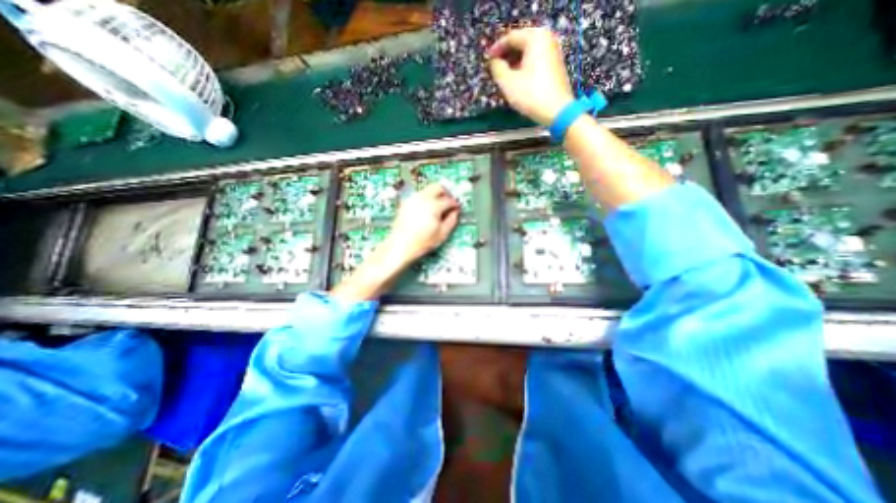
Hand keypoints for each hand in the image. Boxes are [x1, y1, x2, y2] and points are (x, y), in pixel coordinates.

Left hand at [330, 185, 461, 302]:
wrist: (400, 246)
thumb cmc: (420, 243)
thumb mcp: (441, 234)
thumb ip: (451, 221)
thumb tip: (455, 213)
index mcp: (433, 206)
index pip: (449, 200)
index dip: (455, 205)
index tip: (456, 209)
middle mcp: (422, 198)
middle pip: (438, 187)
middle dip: (446, 193)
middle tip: (449, 203)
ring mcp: (413, 199)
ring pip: (428, 189)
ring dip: (436, 195)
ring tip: (438, 208)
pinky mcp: (406, 203)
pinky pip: (419, 195)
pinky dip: (426, 198)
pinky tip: (427, 210)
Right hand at [489, 28, 573, 124]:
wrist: (556, 110)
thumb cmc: (531, 95)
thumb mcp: (508, 82)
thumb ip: (497, 68)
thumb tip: (495, 62)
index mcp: (535, 38)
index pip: (511, 37)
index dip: (497, 48)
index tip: (488, 59)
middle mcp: (546, 40)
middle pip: (521, 43)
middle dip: (506, 55)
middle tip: (495, 67)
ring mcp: (553, 52)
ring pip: (528, 53)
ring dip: (515, 62)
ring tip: (504, 75)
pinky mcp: (556, 66)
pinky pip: (536, 60)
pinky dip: (525, 66)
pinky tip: (518, 79)